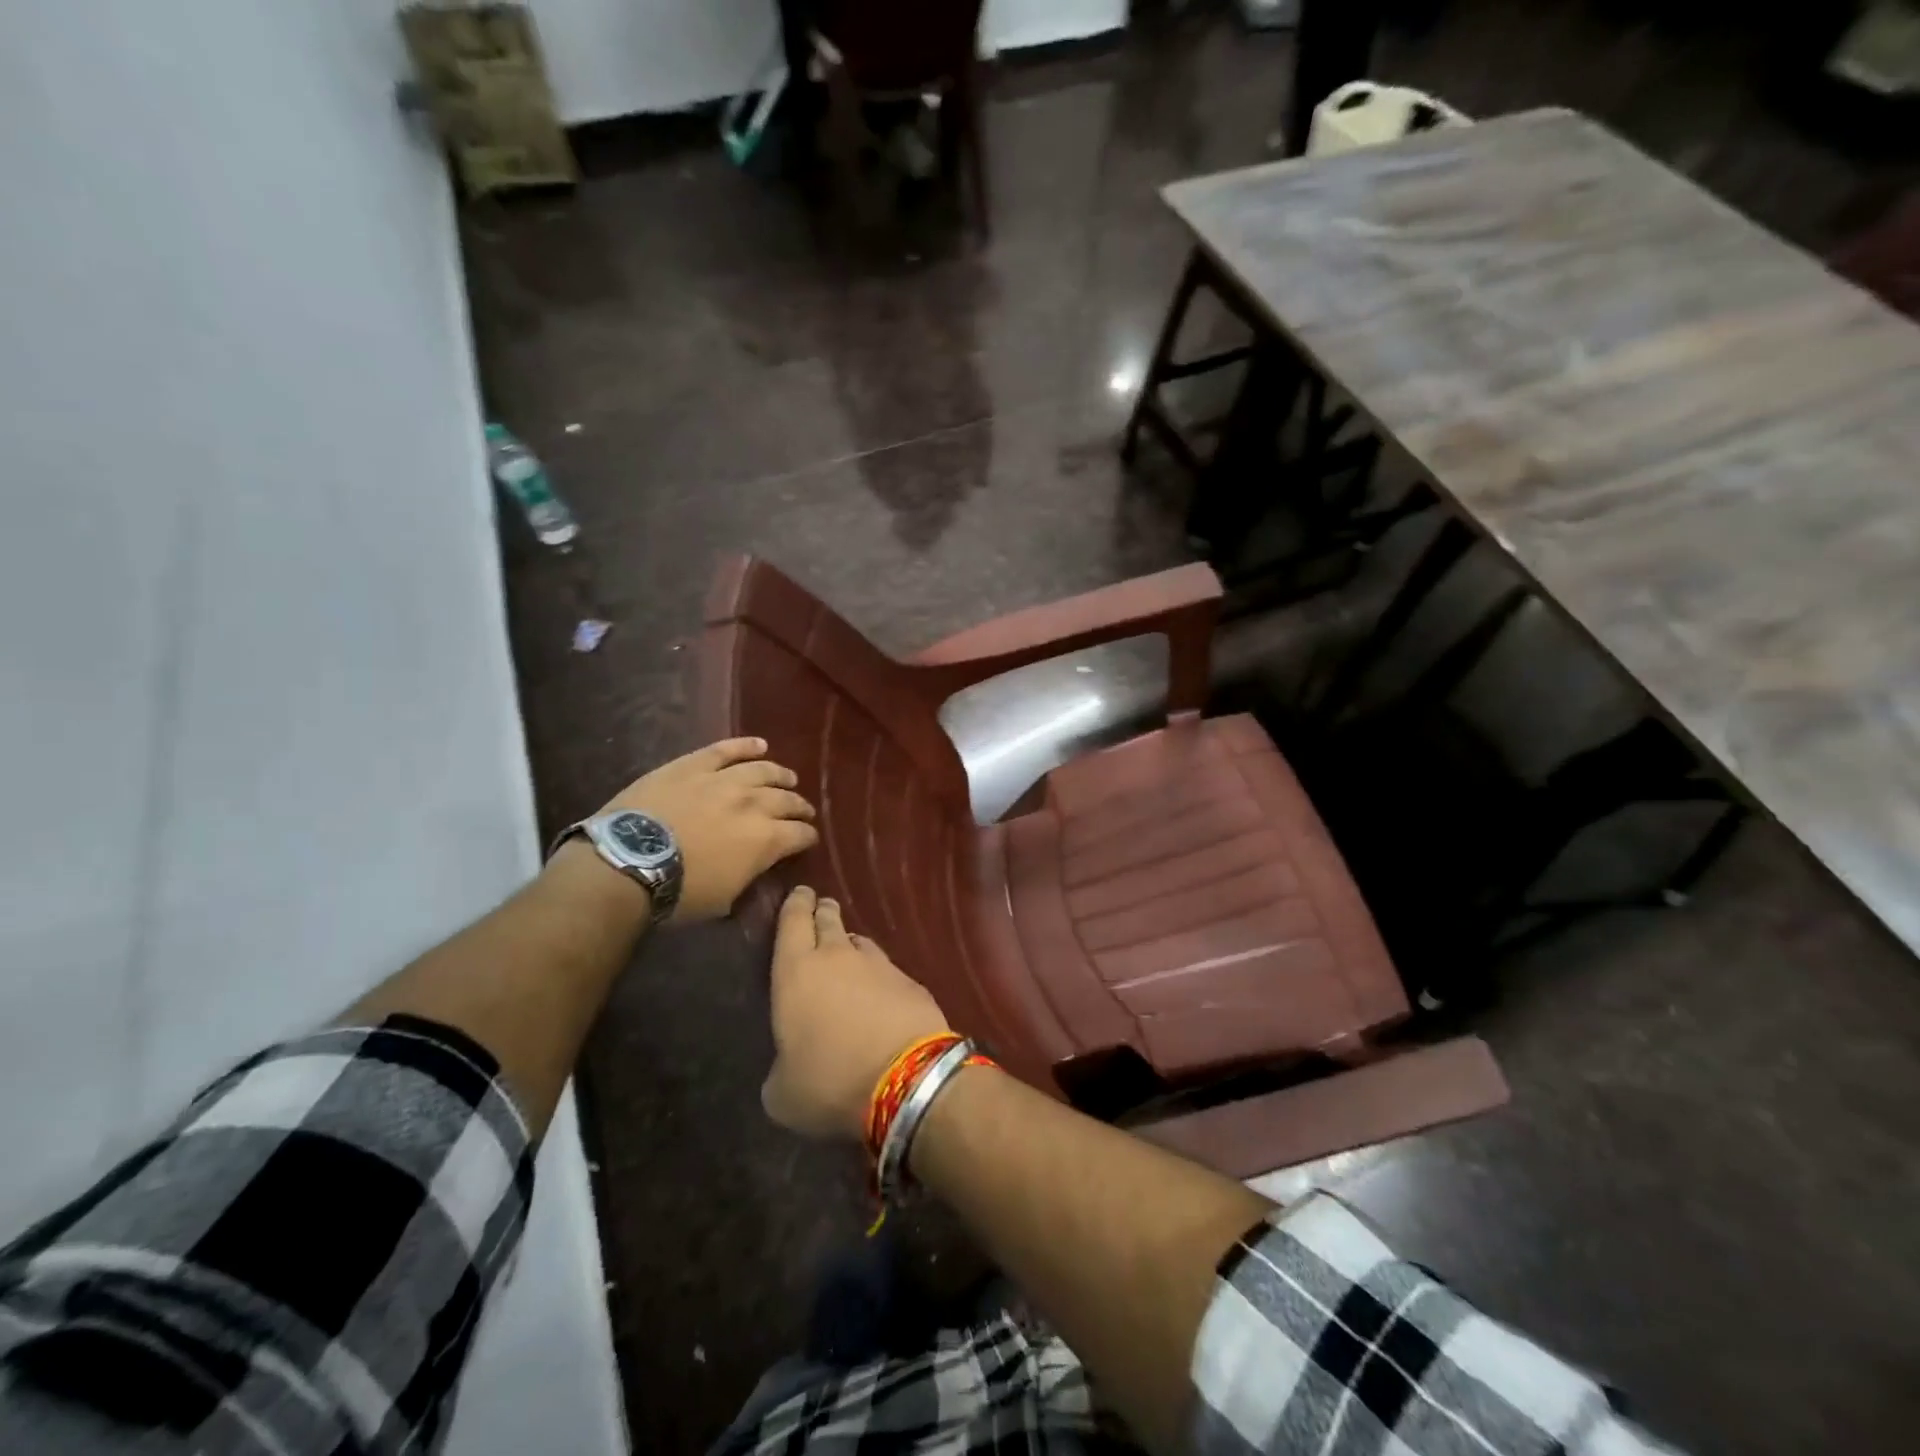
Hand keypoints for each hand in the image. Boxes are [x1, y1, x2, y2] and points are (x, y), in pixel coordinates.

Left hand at [597, 737, 816, 922]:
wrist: (629, 862)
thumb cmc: (678, 892)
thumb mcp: (724, 899)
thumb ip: (748, 876)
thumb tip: (756, 866)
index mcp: (766, 839)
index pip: (800, 834)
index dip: (807, 837)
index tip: (808, 839)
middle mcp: (754, 803)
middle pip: (787, 800)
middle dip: (799, 807)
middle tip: (802, 811)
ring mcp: (724, 780)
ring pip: (763, 771)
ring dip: (780, 775)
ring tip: (788, 777)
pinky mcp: (694, 765)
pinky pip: (726, 749)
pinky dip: (745, 745)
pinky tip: (759, 744)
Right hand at [762, 886, 949, 1139]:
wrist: (908, 1078)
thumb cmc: (830, 1080)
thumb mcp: (782, 1093)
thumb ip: (779, 1069)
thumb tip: (788, 1065)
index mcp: (796, 971)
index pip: (793, 921)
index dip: (795, 905)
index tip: (799, 894)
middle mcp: (837, 956)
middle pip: (828, 920)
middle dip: (823, 912)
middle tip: (821, 909)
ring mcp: (879, 965)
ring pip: (860, 942)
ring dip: (851, 944)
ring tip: (848, 953)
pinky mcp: (911, 981)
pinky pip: (887, 969)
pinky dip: (879, 975)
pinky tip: (880, 993)